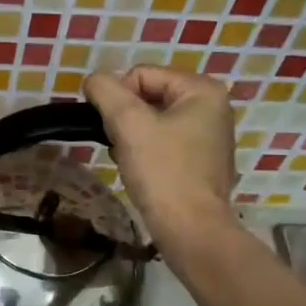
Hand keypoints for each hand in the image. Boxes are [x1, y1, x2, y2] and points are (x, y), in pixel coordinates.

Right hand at [84, 65, 238, 254]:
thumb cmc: (162, 172)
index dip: (117, 99)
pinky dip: (145, 152)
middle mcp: (212, 107)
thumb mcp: (128, 124)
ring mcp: (209, 136)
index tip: (112, 129)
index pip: (141, 75)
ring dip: (132, 137)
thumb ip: (106, 92)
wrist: (190, 230)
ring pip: (153, 121)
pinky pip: (163, 142)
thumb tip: (93, 80)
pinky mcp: (201, 161)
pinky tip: (140, 172)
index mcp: (202, 90)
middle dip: (126, 119)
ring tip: (129, 160)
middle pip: (148, 96)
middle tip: (120, 146)